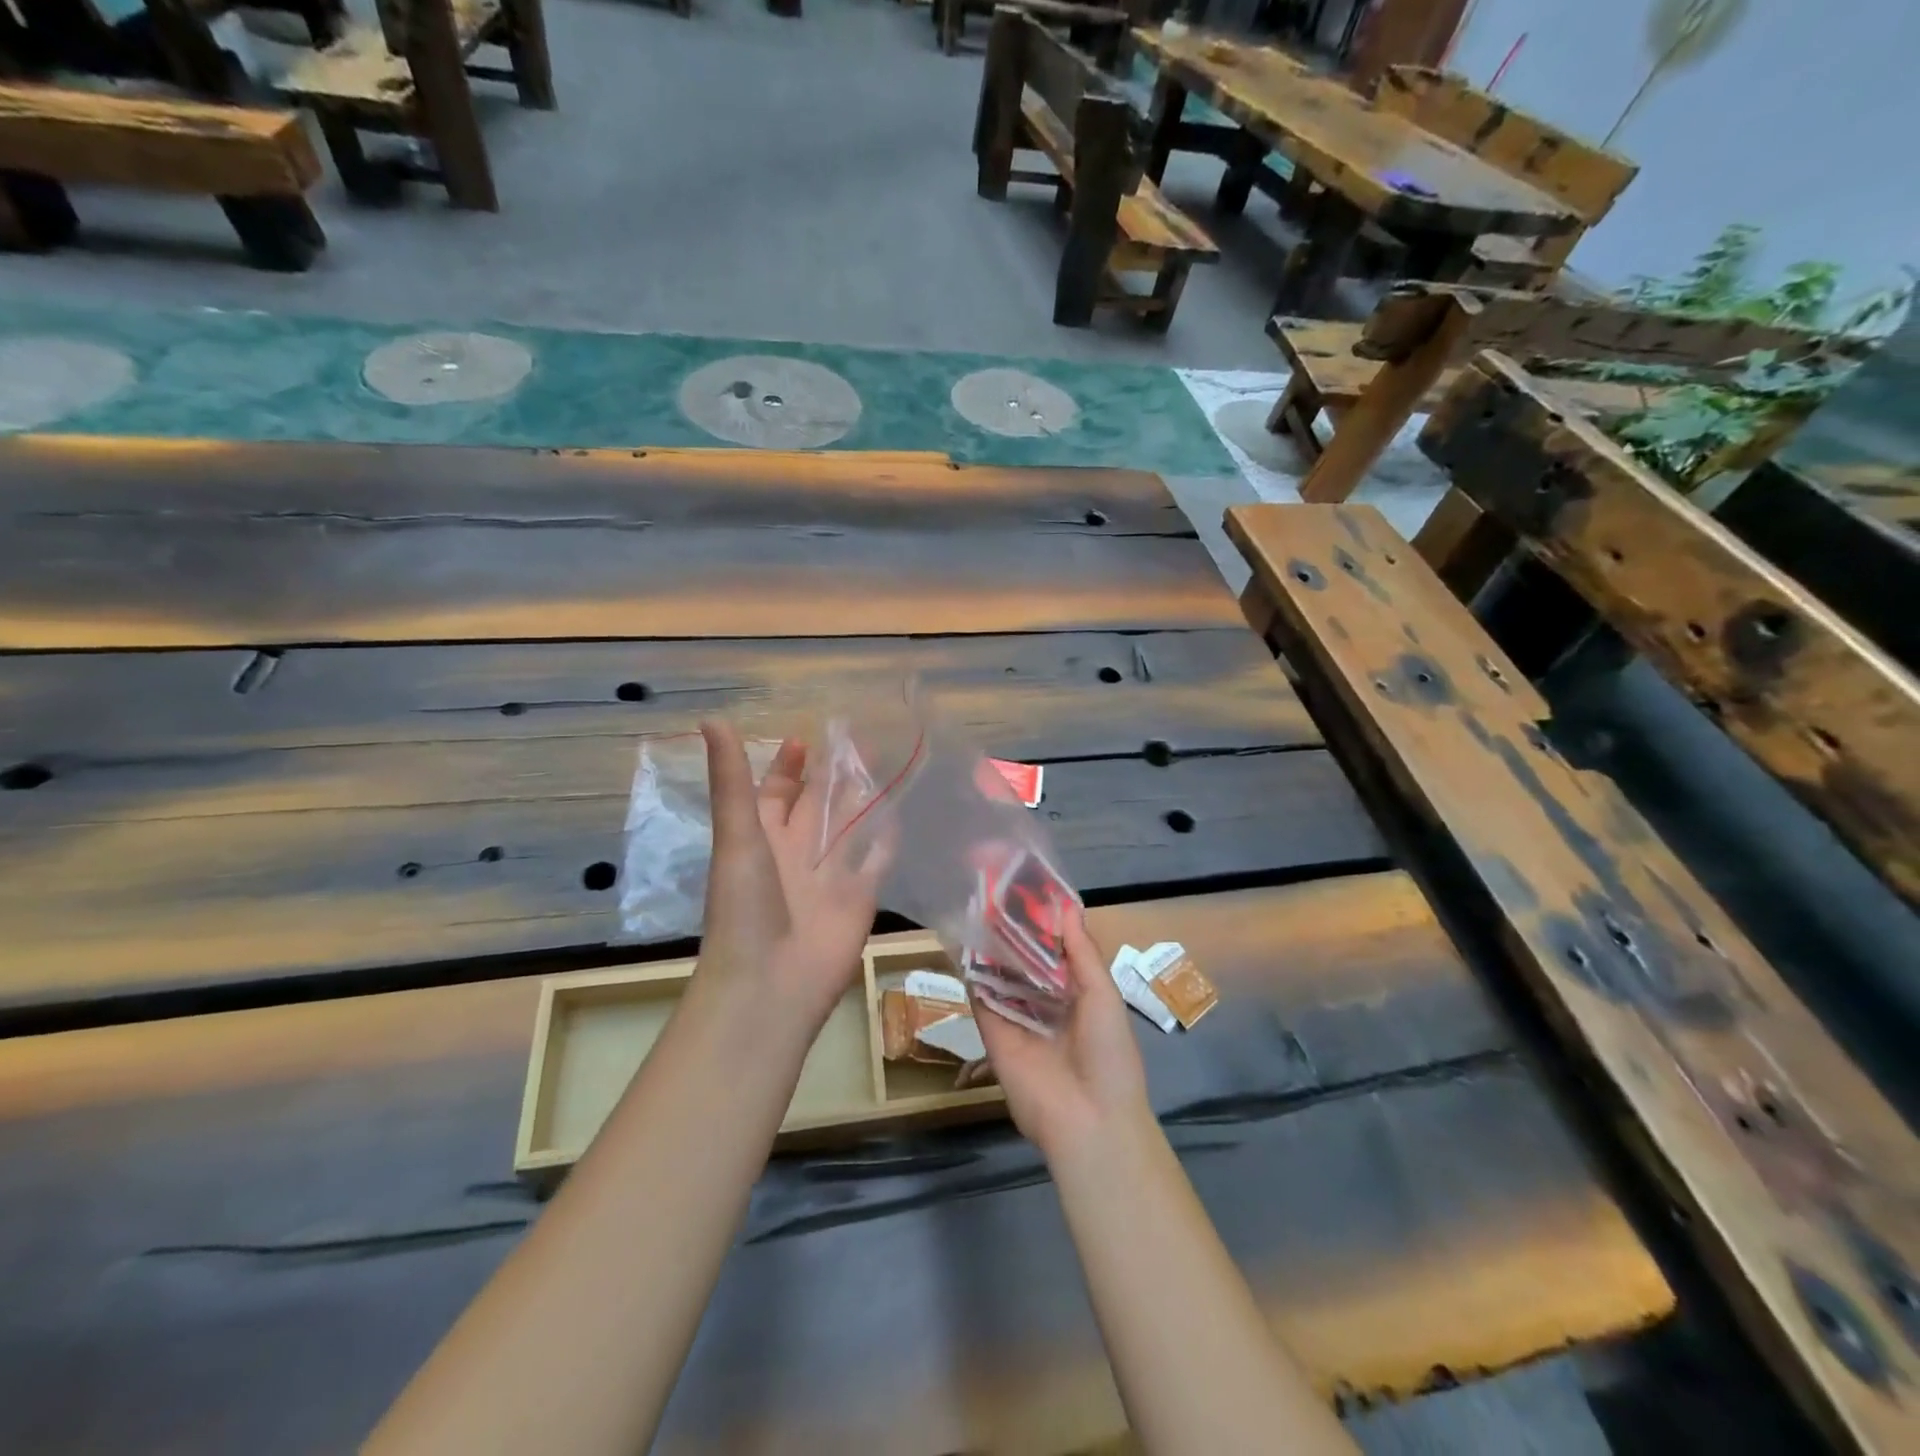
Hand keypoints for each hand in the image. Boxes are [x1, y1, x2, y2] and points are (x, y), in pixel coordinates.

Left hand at [695, 720, 888, 1029]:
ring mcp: (830, 876)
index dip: (788, 768)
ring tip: (885, 765)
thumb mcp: (737, 835)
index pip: (777, 794)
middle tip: (859, 739)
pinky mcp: (860, 897)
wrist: (771, 984)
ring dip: (863, 800)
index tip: (806, 739)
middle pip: (818, 806)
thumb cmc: (746, 907)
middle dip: (833, 775)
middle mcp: (797, 853)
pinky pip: (877, 860)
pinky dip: (887, 839)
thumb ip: (732, 780)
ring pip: (849, 827)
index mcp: (763, 838)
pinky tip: (903, 813)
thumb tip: (711, 717)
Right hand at [972, 911, 1152, 1159]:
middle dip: (1013, 929)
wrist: (1088, 1119)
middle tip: (994, 890)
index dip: (1043, 922)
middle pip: (1024, 958)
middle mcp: (1046, 1001)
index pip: (1056, 950)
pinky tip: (962, 939)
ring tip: (976, 904)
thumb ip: (1082, 952)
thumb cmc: (1108, 1053)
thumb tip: (1066, 907)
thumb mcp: (1103, 995)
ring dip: (991, 944)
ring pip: (1000, 972)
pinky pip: (980, 996)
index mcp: (1077, 993)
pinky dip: (971, 970)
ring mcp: (1017, 1016)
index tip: (1028, 888)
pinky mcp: (992, 1031)